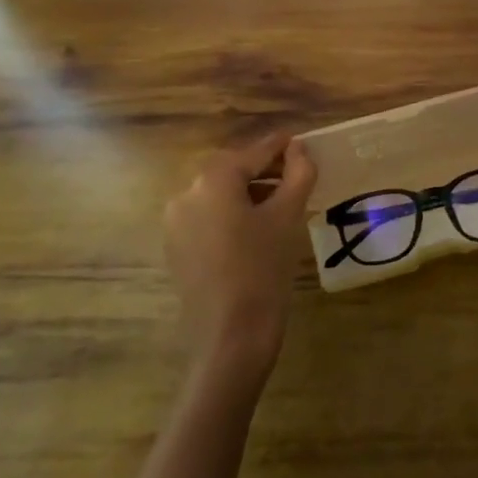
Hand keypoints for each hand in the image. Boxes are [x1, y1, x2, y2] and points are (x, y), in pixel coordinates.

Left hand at [162, 132, 316, 383]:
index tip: (301, 141)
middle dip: (264, 169)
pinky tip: (257, 227)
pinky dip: (232, 213)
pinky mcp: (176, 247)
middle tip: (297, 173)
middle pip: (232, 171)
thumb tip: (300, 149)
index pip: (254, 153)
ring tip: (282, 201)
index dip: (280, 146)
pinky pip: (208, 217)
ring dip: (249, 191)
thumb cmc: (264, 268)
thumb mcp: (288, 216)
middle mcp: (187, 194)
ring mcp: (176, 223)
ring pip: (219, 195)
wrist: (231, 335)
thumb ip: (298, 174)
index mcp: (213, 180)